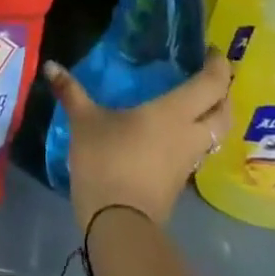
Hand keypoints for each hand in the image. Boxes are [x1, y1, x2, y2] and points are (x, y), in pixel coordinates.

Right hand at [44, 50, 232, 232]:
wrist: (118, 224)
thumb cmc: (107, 161)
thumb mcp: (84, 122)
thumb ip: (71, 91)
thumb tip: (50, 65)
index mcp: (174, 112)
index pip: (212, 84)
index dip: (218, 65)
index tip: (211, 51)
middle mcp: (190, 134)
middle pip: (224, 111)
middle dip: (223, 91)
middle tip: (208, 74)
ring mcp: (188, 161)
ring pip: (216, 133)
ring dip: (213, 116)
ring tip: (195, 100)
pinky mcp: (180, 181)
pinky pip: (199, 150)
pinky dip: (197, 135)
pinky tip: (176, 130)